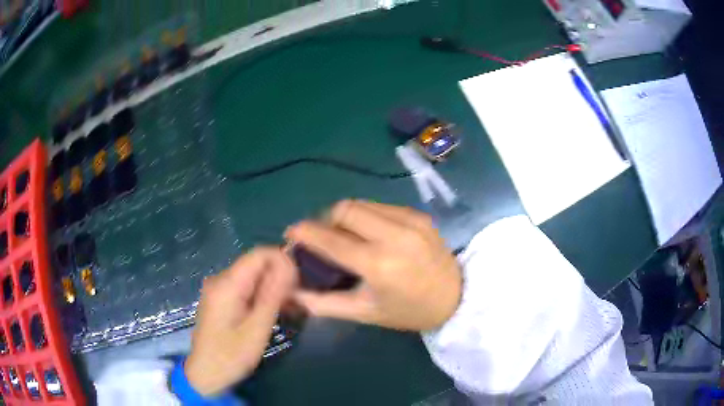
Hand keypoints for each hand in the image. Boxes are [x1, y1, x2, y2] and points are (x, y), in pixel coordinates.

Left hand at [185, 247, 295, 396]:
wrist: (205, 373)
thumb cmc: (231, 356)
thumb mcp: (257, 329)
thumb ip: (272, 295)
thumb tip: (289, 265)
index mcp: (227, 284)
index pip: (260, 254)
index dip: (283, 262)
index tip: (299, 283)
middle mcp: (220, 279)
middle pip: (256, 264)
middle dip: (279, 277)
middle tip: (296, 301)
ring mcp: (218, 289)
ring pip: (252, 276)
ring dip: (272, 288)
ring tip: (288, 310)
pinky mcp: (220, 299)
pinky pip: (245, 288)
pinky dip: (261, 296)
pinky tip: (272, 313)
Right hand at [287, 200, 461, 330]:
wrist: (456, 298)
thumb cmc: (408, 312)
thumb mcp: (364, 313)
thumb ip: (323, 303)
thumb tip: (291, 292)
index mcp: (379, 264)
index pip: (331, 239)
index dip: (305, 232)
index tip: (292, 233)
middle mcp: (394, 235)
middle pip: (344, 209)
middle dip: (325, 220)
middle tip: (322, 237)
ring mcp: (410, 220)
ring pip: (361, 203)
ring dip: (345, 216)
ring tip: (344, 235)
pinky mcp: (419, 215)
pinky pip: (381, 206)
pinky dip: (366, 216)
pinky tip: (369, 233)